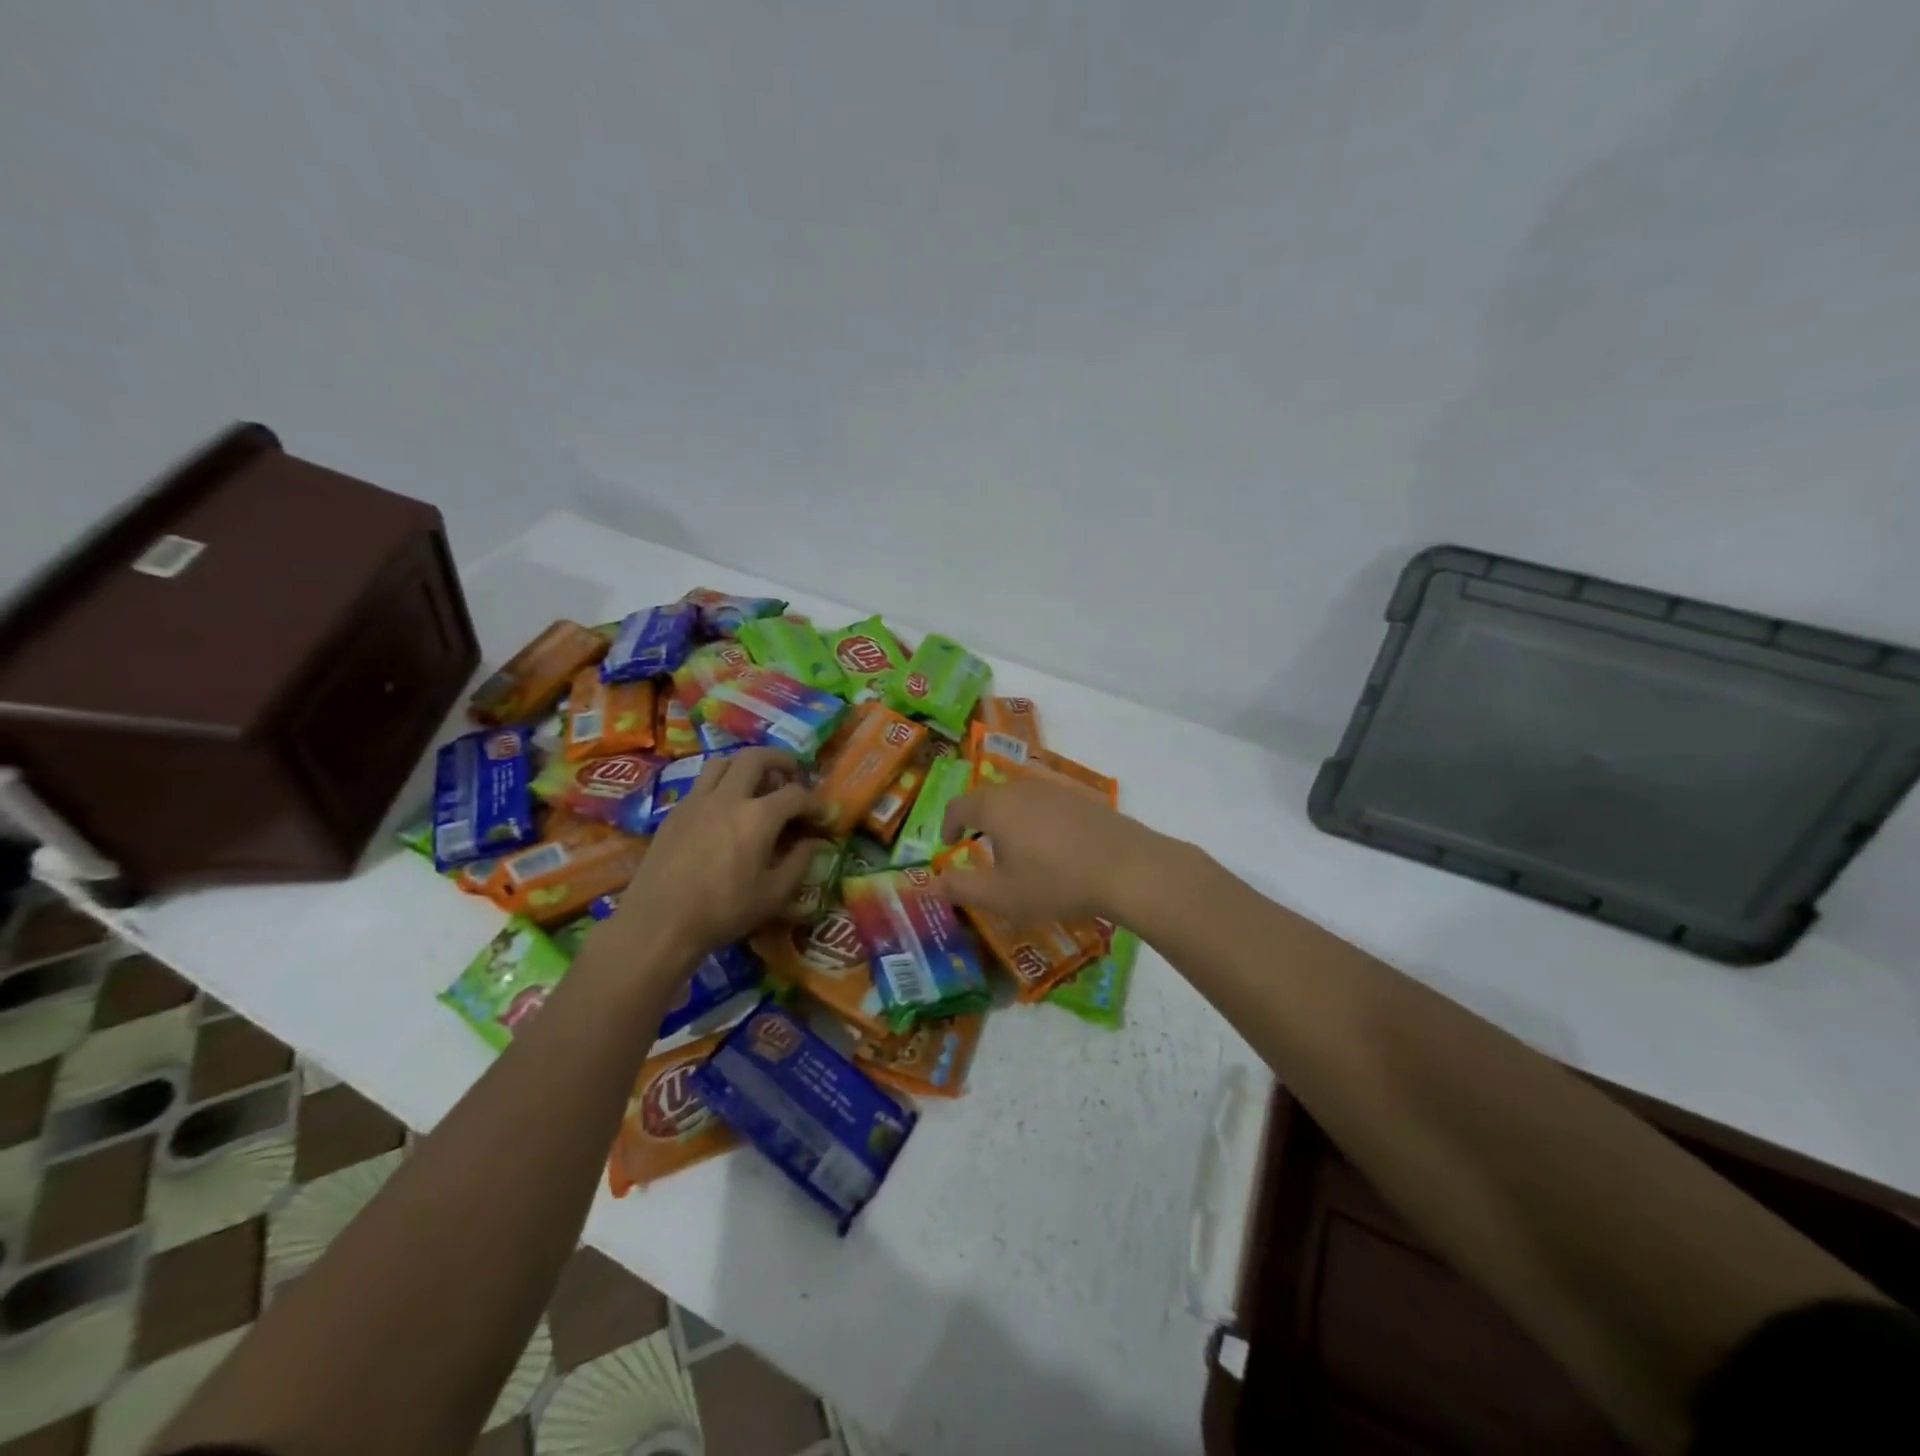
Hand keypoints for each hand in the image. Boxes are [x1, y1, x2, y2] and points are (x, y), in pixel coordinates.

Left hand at [606, 748, 825, 964]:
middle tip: (791, 774)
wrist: (659, 923)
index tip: (820, 815)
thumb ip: (799, 863)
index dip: (814, 802)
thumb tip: (813, 842)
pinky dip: (721, 784)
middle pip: (756, 757)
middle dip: (780, 760)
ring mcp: (697, 801)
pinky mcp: (675, 812)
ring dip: (745, 765)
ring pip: (723, 762)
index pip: (796, 794)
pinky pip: (702, 783)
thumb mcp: (774, 895)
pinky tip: (724, 810)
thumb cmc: (724, 911)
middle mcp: (728, 797)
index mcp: (758, 817)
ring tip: (756, 783)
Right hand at [934, 777, 1163, 924]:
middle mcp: (1022, 788)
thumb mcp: (1002, 896)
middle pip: (989, 797)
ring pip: (1020, 799)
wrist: (1128, 868)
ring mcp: (1056, 790)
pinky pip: (1048, 805)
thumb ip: (962, 888)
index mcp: (996, 807)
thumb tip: (932, 883)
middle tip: (978, 846)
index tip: (949, 842)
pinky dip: (1038, 821)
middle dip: (978, 820)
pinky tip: (1053, 847)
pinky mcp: (1083, 798)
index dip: (949, 824)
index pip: (959, 805)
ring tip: (1016, 849)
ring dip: (1009, 820)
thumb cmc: (1056, 882)